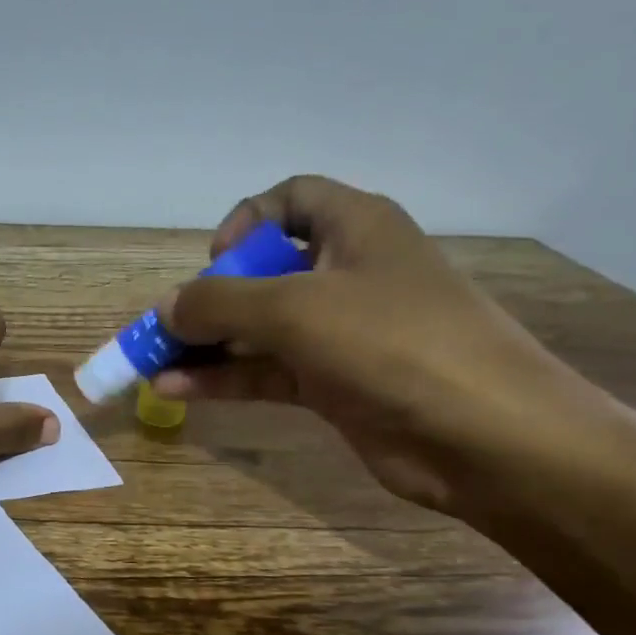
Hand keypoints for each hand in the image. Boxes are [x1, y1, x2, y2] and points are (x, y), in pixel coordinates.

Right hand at [155, 175, 608, 515]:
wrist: (483, 435)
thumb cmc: (394, 344)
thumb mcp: (296, 309)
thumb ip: (221, 302)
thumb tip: (166, 307)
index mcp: (356, 228)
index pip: (291, 199)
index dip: (247, 221)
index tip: (217, 262)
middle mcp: (347, 273)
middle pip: (264, 270)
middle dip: (209, 297)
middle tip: (166, 328)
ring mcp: (340, 333)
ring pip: (258, 328)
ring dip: (205, 344)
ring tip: (153, 363)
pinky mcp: (332, 384)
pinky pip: (265, 371)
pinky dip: (223, 378)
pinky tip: (176, 390)